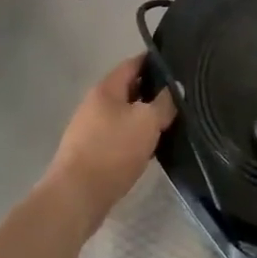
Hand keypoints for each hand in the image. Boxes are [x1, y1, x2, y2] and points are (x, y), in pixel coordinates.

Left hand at [42, 55, 176, 233]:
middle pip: (128, 90)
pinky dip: (134, 137)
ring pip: (124, 115)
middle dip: (152, 92)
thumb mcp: (147, 122)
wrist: (77, 195)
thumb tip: (175, 89)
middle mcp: (95, 104)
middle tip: (179, 98)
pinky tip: (150, 146)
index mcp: (106, 89)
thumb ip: (164, 103)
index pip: (133, 64)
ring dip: (144, 117)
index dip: (154, 62)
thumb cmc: (113, 150)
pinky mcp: (91, 152)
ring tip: (170, 122)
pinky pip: (118, 135)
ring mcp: (90, 129)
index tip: (176, 66)